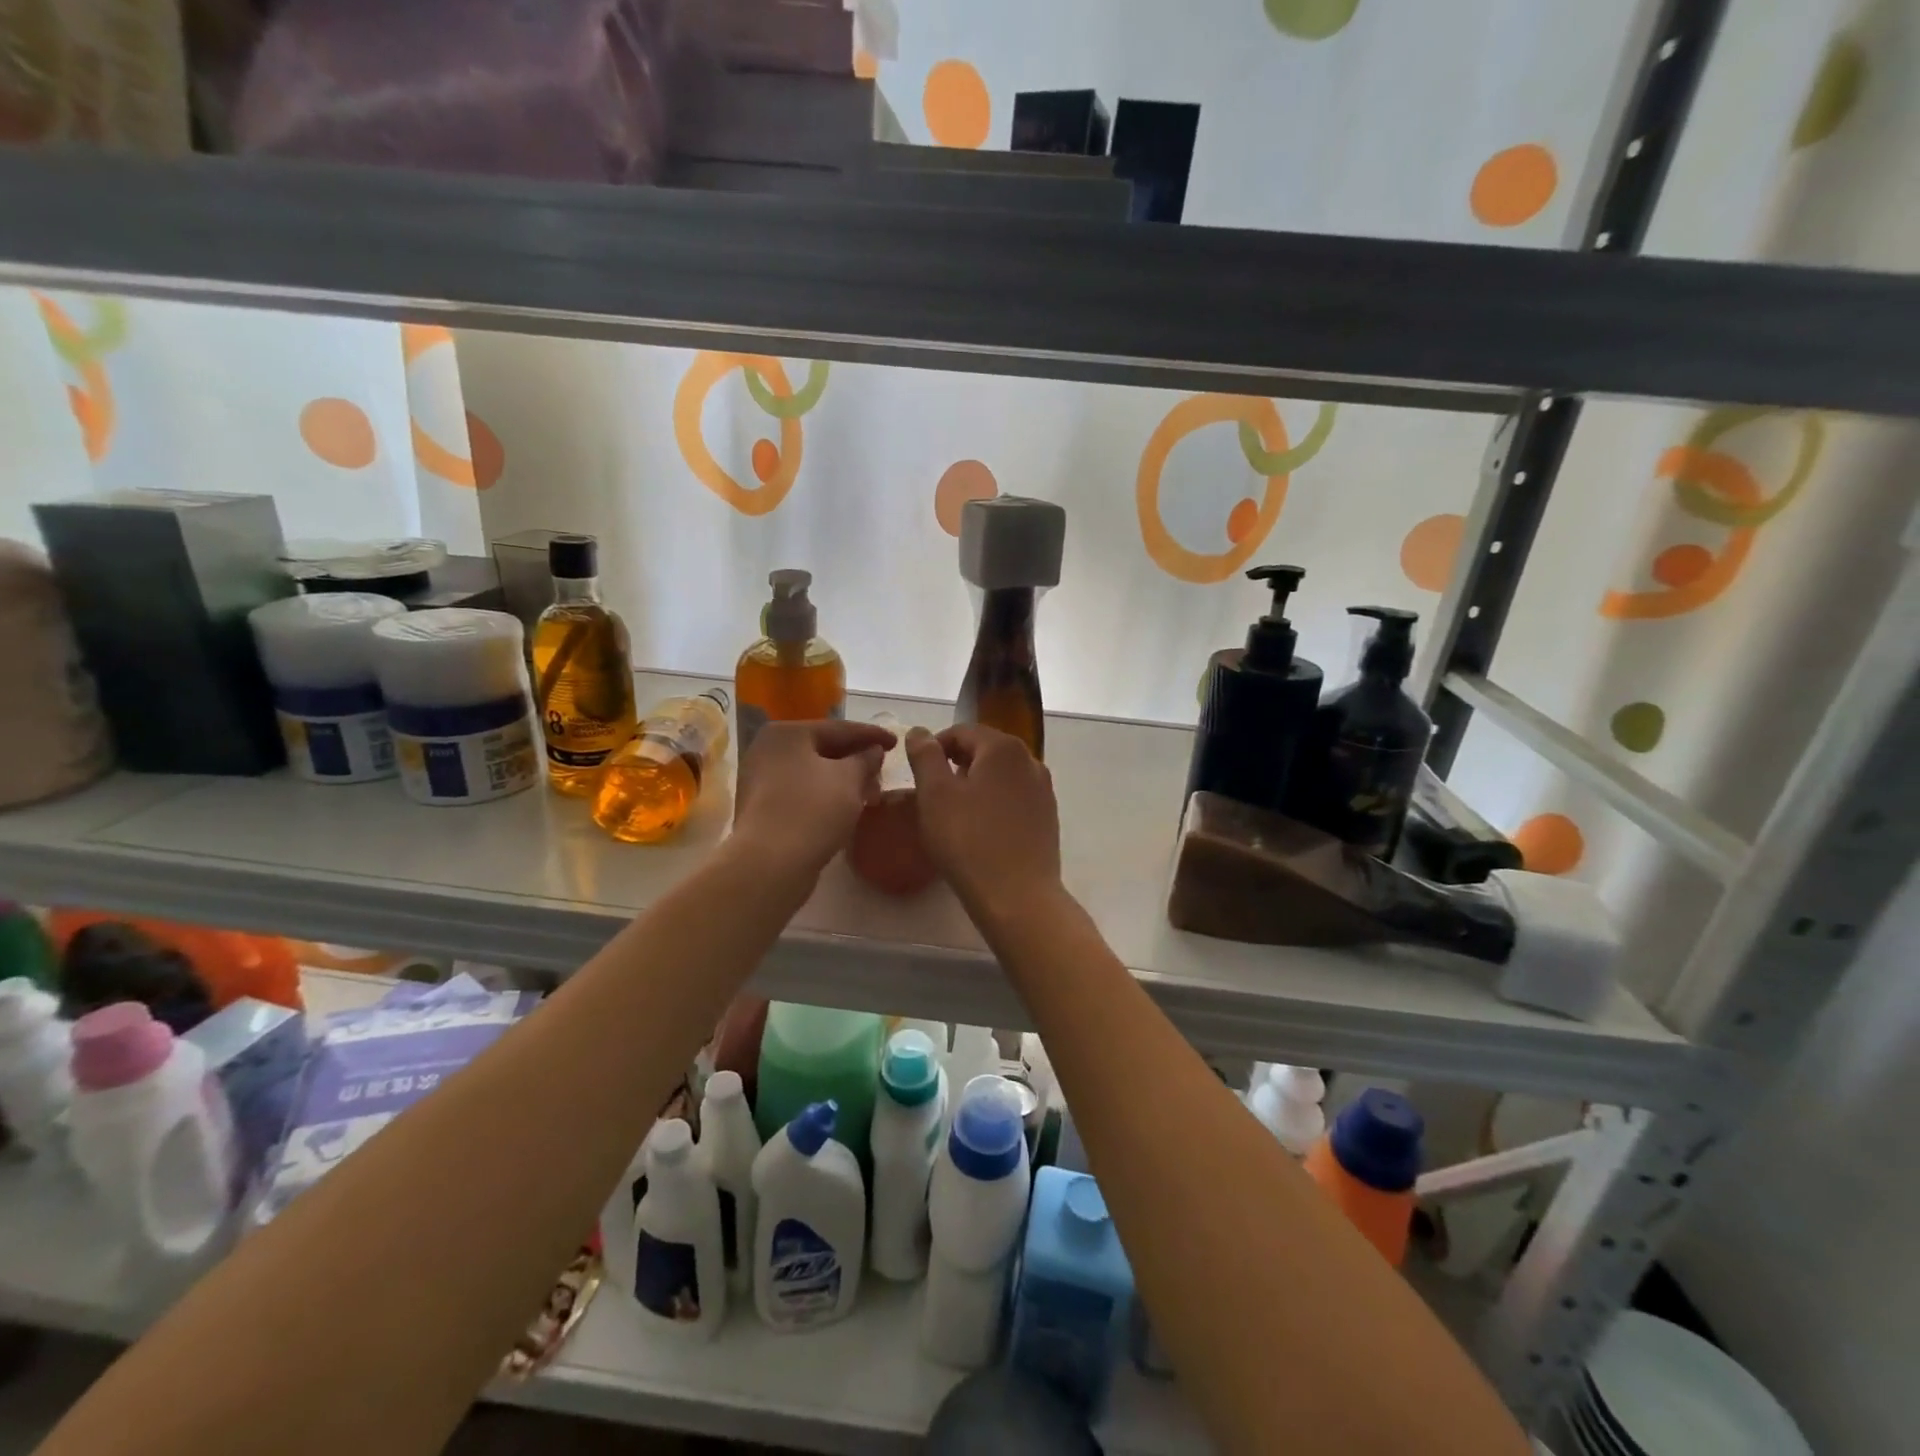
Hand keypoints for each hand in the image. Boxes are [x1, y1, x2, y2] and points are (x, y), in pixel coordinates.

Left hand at [732, 720, 893, 879]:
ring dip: (843, 780)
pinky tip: (847, 807)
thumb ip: (865, 759)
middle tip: (884, 767)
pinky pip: (803, 793)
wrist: (769, 864)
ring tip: (871, 790)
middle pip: (823, 749)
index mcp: (786, 733)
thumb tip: (873, 751)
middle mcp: (768, 750)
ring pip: (813, 773)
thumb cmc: (812, 810)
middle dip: (856, 759)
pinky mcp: (763, 809)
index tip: (896, 742)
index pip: (839, 728)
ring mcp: (761, 780)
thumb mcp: (849, 779)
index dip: (871, 735)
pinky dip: (827, 795)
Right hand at [904, 725, 1062, 925]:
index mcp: (1003, 748)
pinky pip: (1013, 798)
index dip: (935, 747)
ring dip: (975, 785)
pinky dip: (993, 803)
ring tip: (954, 813)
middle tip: (931, 794)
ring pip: (1000, 775)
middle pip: (984, 750)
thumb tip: (919, 732)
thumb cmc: (969, 841)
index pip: (962, 732)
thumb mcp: (935, 794)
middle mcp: (1030, 760)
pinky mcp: (1047, 817)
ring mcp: (1043, 790)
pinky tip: (979, 830)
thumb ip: (925, 756)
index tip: (917, 773)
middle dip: (955, 765)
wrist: (1017, 897)